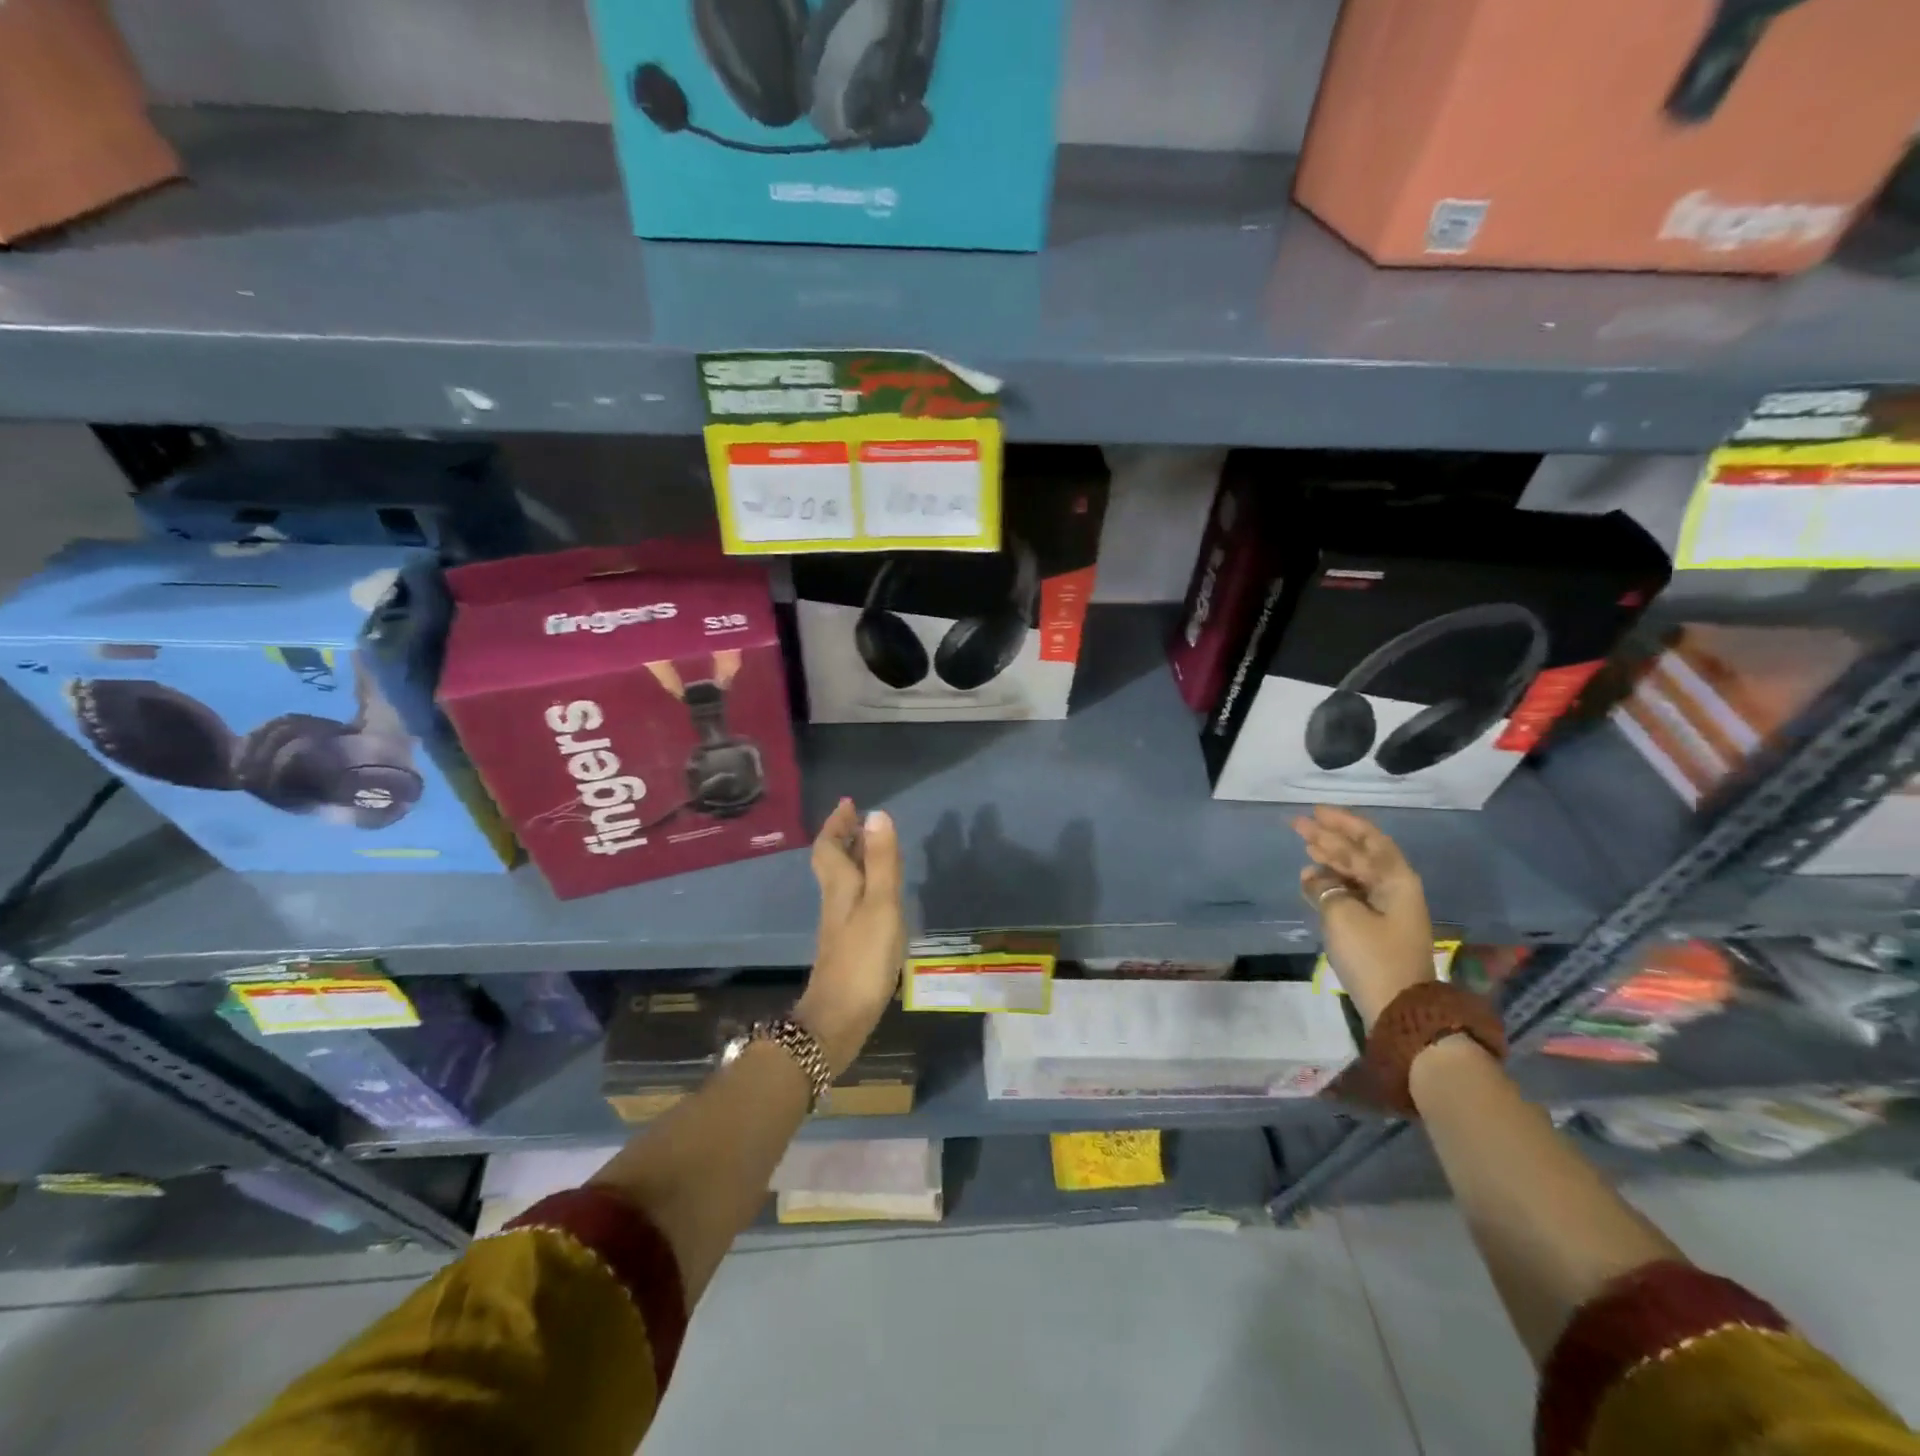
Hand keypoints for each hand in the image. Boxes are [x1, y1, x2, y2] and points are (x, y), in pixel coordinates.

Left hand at [795, 798, 906, 1075]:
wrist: (839, 1018)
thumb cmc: (862, 958)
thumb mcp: (880, 905)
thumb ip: (882, 861)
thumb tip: (877, 814)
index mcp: (840, 886)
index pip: (829, 846)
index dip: (836, 823)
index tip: (849, 803)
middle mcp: (835, 900)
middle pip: (833, 861)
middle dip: (844, 837)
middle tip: (862, 820)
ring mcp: (840, 924)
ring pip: (843, 880)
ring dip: (855, 858)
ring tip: (875, 847)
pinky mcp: (848, 944)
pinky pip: (854, 899)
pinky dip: (865, 883)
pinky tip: (880, 894)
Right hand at [1293, 806, 1434, 1028]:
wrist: (1398, 1008)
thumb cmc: (1372, 955)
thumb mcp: (1342, 915)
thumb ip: (1325, 887)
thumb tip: (1313, 874)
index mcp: (1396, 880)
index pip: (1368, 839)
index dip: (1342, 823)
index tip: (1315, 811)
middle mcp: (1395, 888)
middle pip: (1361, 853)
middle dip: (1330, 837)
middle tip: (1298, 825)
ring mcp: (1387, 909)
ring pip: (1355, 873)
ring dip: (1330, 858)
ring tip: (1304, 846)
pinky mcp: (1376, 928)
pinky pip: (1352, 892)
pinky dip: (1332, 882)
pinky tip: (1311, 878)